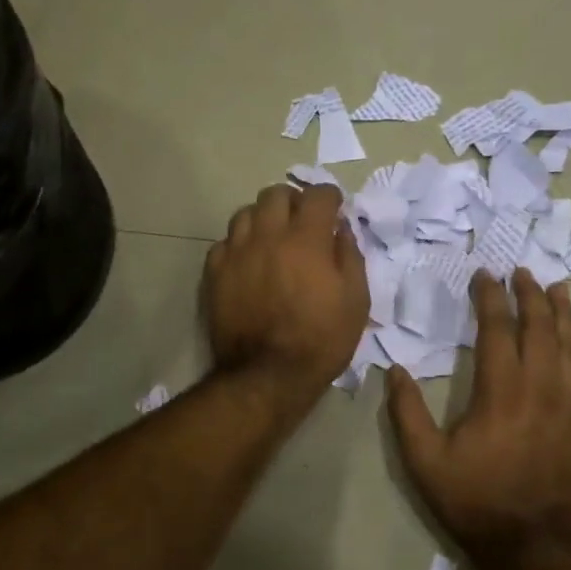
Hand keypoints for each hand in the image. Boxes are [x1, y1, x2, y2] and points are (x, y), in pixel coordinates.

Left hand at [205, 183, 367, 405]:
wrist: (268, 375)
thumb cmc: (321, 339)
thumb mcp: (356, 300)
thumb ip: (350, 256)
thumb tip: (341, 229)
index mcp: (306, 239)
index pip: (318, 194)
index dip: (330, 198)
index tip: (335, 210)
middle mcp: (268, 235)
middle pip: (276, 194)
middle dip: (294, 201)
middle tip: (303, 222)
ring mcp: (237, 252)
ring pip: (245, 213)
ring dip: (263, 218)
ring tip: (273, 239)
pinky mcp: (215, 272)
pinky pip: (225, 242)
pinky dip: (239, 244)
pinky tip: (249, 262)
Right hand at [386, 269, 570, 565]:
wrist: (533, 548)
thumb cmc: (475, 500)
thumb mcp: (425, 461)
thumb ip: (406, 412)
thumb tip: (394, 370)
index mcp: (500, 391)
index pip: (497, 329)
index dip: (491, 298)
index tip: (485, 275)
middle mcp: (539, 388)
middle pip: (539, 328)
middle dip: (530, 295)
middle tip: (522, 271)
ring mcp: (569, 406)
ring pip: (570, 345)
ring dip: (562, 312)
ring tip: (556, 287)